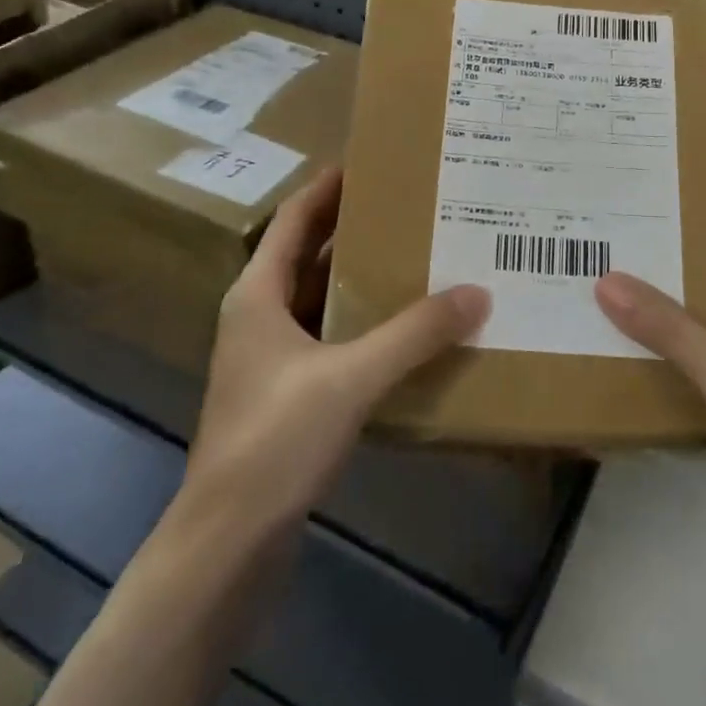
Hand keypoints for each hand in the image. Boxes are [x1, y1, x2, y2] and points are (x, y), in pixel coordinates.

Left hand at [177, 167, 489, 536]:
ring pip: (323, 302)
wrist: (228, 544)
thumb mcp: (351, 377)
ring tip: (417, 259)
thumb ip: (414, 334)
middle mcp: (260, 318)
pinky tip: (405, 332)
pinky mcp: (288, 397)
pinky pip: (333, 342)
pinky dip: (365, 327)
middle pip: (310, 257)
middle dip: (355, 230)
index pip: (295, 220)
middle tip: (410, 207)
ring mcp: (272, 361)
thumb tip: (477, 293)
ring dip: (363, 281)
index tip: (370, 161)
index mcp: (258, 295)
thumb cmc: (275, 441)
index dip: (328, 188)